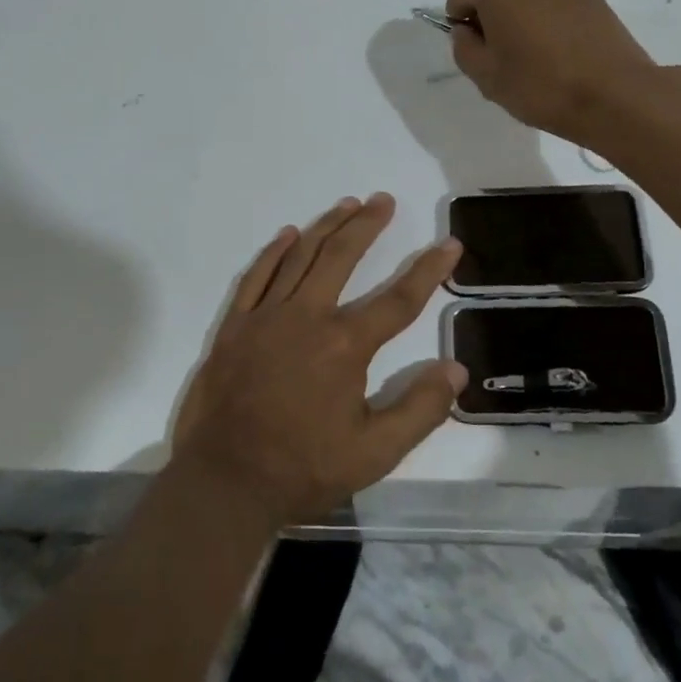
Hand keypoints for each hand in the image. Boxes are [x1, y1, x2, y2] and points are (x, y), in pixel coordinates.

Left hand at [173, 193, 465, 525]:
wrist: (224, 481)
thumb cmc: (303, 468)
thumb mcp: (375, 453)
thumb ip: (420, 409)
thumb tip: (456, 369)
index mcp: (345, 344)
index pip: (398, 298)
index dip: (429, 270)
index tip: (449, 244)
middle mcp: (307, 316)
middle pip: (342, 256)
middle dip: (367, 224)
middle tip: (384, 200)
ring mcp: (266, 316)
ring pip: (300, 256)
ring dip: (326, 226)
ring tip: (347, 204)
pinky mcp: (235, 325)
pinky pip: (256, 276)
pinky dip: (274, 252)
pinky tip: (287, 234)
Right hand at [446, 0, 656, 143]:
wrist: (614, 94)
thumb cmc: (539, 84)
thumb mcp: (485, 75)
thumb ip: (463, 47)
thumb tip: (466, 30)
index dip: (460, 21)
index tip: (474, 49)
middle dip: (491, 12)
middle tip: (502, 52)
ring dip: (522, 11)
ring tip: (534, 50)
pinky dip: (549, 13)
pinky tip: (560, 46)